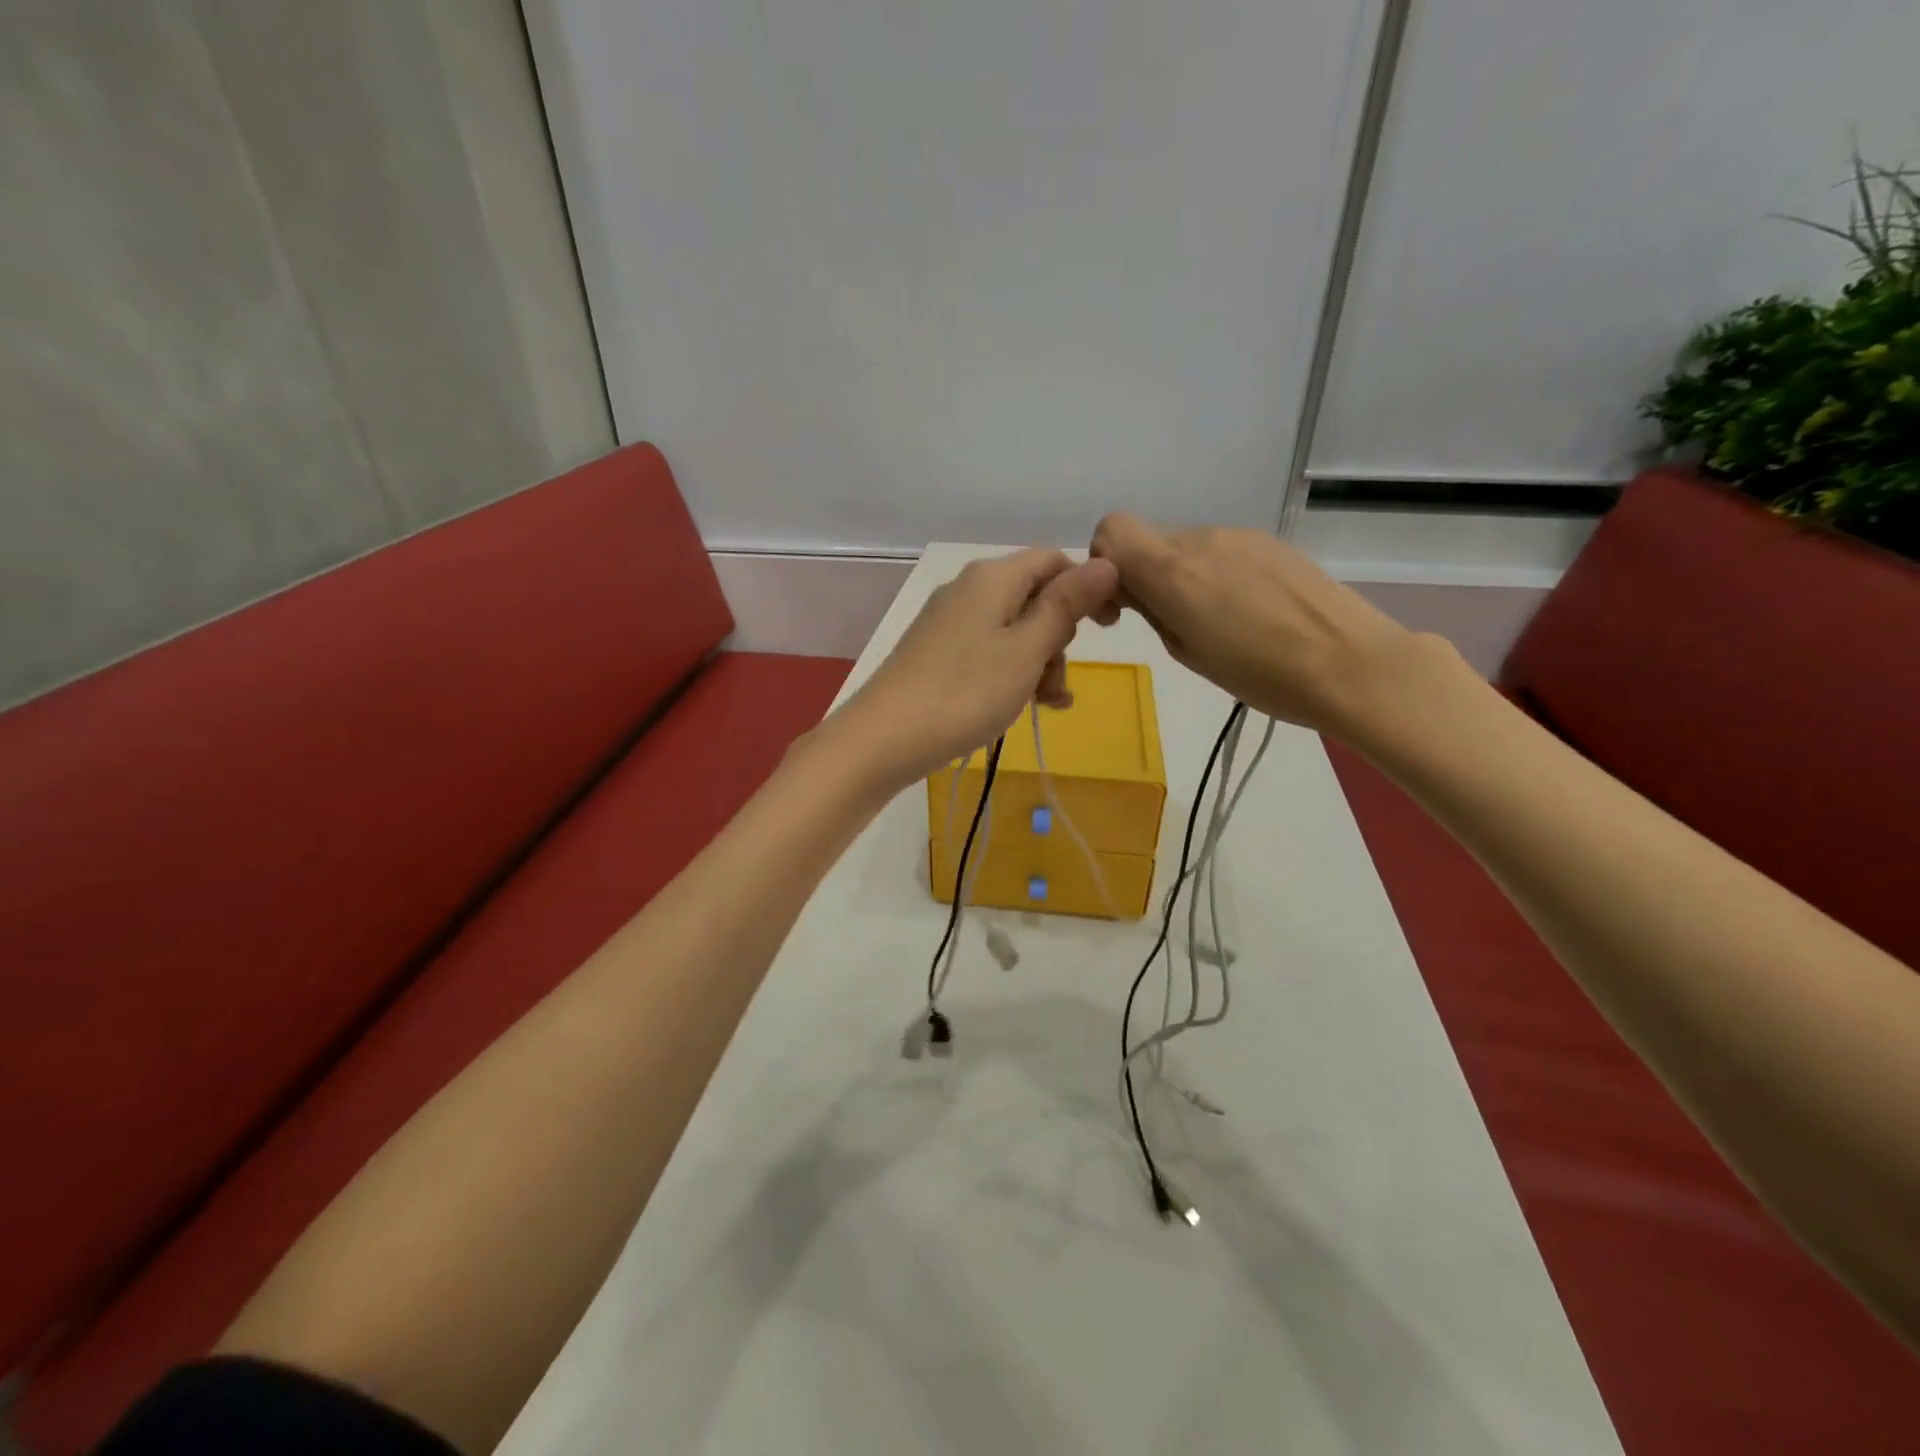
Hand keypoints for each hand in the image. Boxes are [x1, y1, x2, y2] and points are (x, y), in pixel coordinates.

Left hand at [835, 548, 1119, 787]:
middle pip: (1034, 597)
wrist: (884, 738)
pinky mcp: (937, 651)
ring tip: (1045, 705)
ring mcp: (949, 621)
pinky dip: (1010, 672)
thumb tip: (1106, 562)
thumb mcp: (1027, 650)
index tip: (1108, 629)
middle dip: (1059, 638)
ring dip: (1038, 663)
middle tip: (1058, 681)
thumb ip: (1065, 606)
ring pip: (1013, 630)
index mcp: (993, 577)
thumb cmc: (965, 692)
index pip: (1054, 561)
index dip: (1087, 588)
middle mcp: (969, 588)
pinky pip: (988, 651)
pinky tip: (1019, 706)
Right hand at [1089, 512, 1431, 738]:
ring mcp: (1240, 536)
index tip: (1121, 604)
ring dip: (1183, 576)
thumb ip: (1152, 611)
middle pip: (1149, 541)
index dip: (1104, 562)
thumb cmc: (1261, 675)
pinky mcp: (1271, 542)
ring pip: (1186, 547)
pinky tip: (1247, 611)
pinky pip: (1222, 550)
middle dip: (1144, 576)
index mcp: (1173, 569)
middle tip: (1168, 622)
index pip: (1111, 530)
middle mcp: (1202, 539)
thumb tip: (1136, 590)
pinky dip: (1215, 574)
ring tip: (1216, 623)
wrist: (1353, 664)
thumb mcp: (1188, 653)